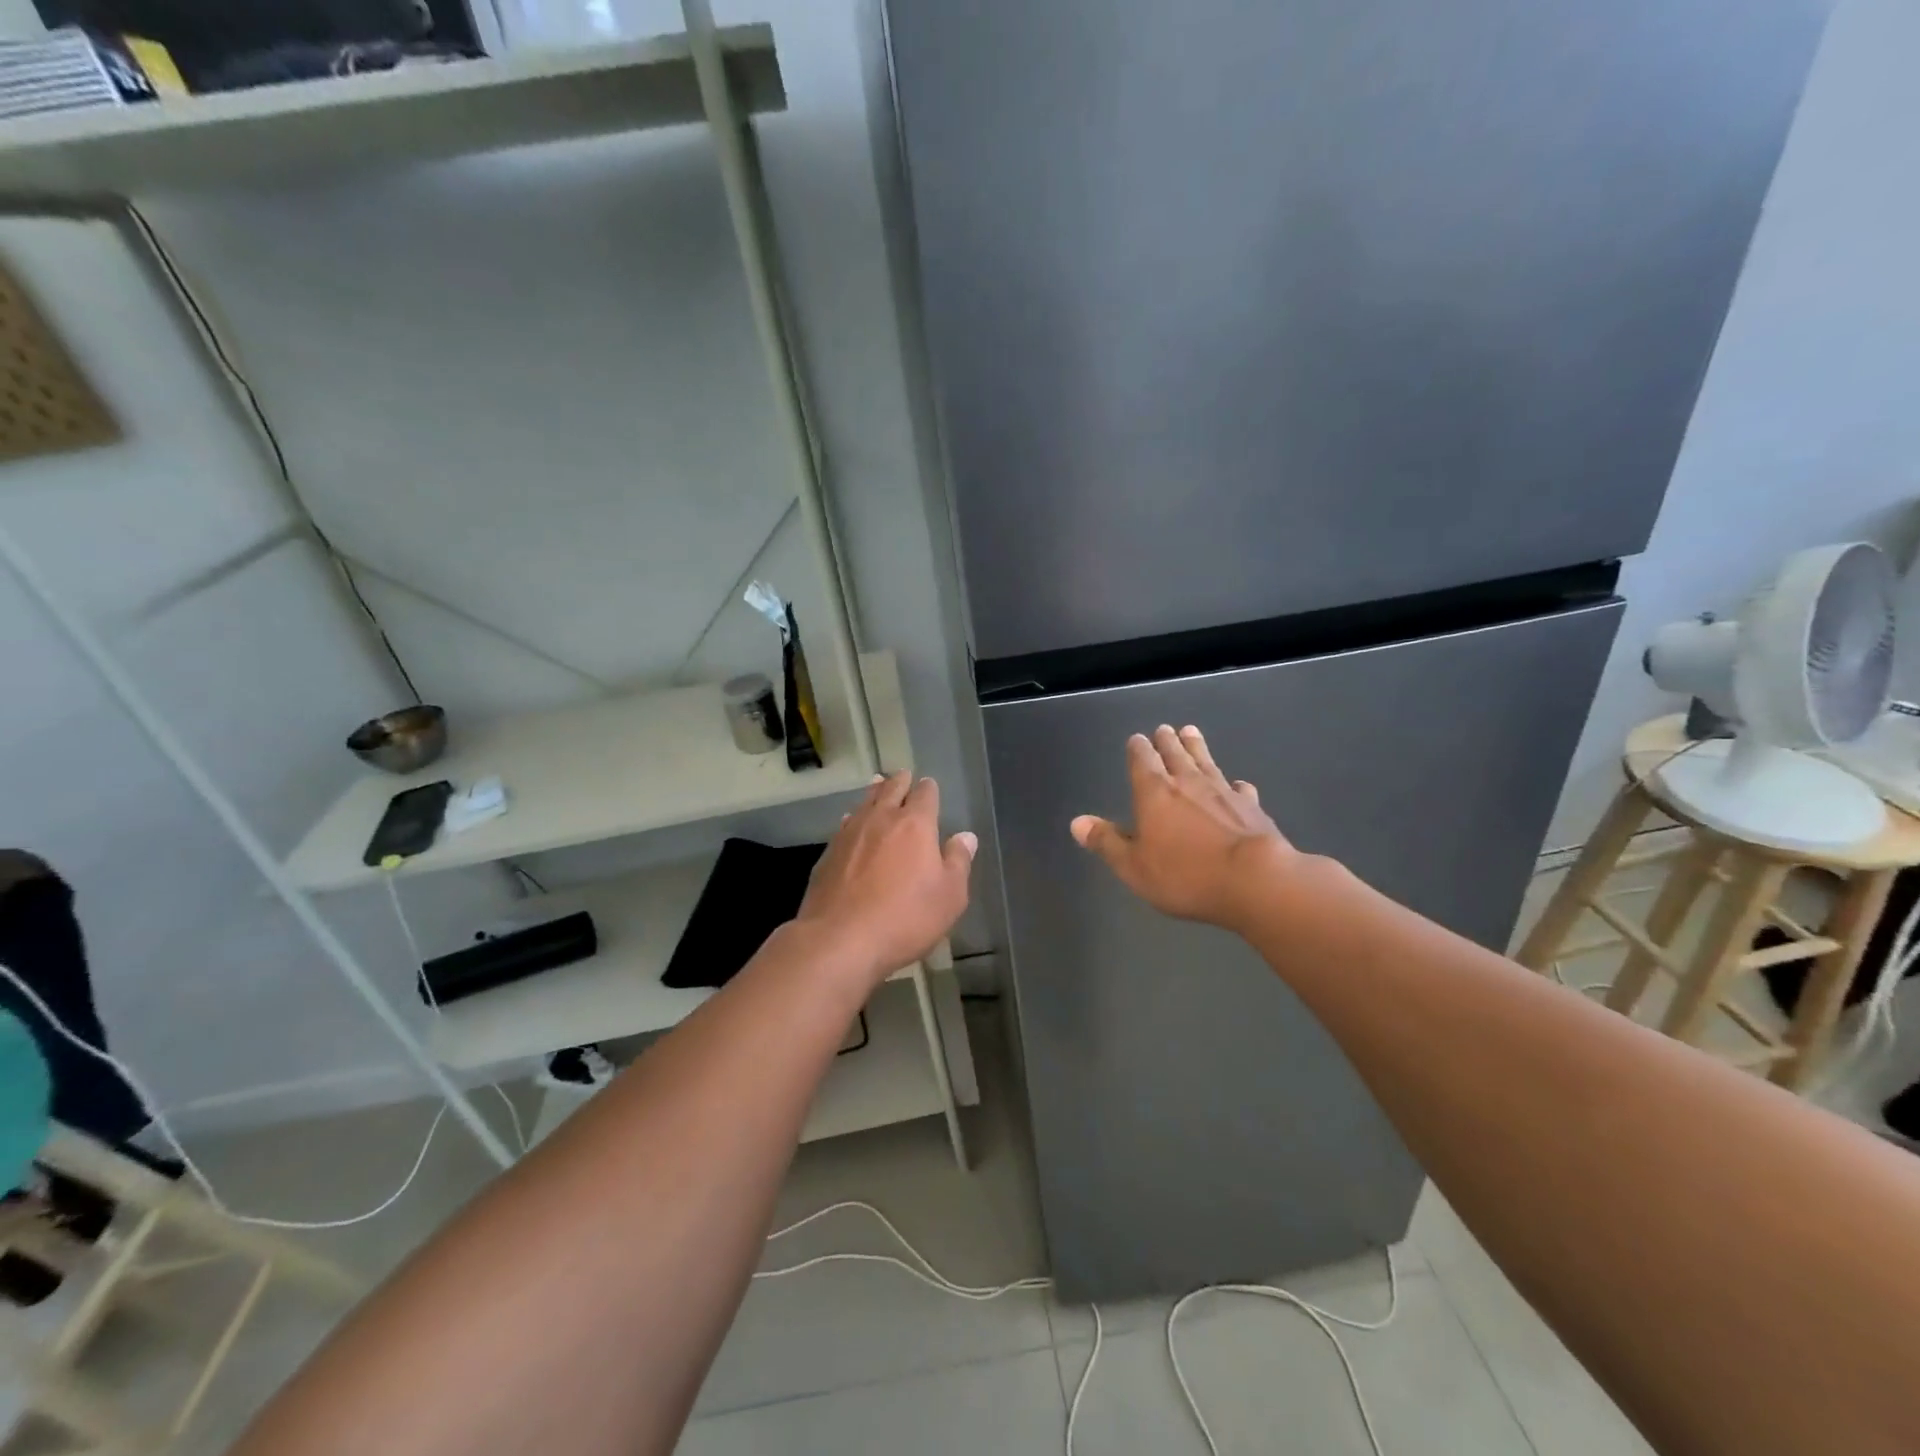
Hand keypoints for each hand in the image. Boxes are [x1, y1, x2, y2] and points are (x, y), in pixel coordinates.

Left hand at [796, 772, 976, 985]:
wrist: (840, 939)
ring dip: (874, 793)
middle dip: (900, 781)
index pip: (925, 795)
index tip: (929, 784)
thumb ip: (958, 862)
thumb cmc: (905, 917)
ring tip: (877, 784)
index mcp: (915, 825)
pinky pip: (844, 825)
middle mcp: (881, 819)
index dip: (928, 789)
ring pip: (864, 803)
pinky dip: (853, 818)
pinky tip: (850, 821)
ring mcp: (850, 834)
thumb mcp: (949, 896)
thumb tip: (965, 836)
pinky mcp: (828, 853)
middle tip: (903, 774)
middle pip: (891, 790)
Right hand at [1071, 725, 1293, 931]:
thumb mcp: (1133, 866)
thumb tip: (1077, 823)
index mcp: (1154, 792)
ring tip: (1192, 732)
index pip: (1142, 761)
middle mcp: (1188, 783)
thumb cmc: (1185, 874)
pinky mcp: (1251, 808)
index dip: (1138, 750)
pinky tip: (1237, 784)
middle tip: (1165, 729)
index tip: (1137, 739)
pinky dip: (1234, 784)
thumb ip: (1107, 842)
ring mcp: (1223, 792)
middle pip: (1175, 754)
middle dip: (1167, 741)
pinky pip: (1239, 789)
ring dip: (1197, 748)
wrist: (1254, 880)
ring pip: (1206, 762)